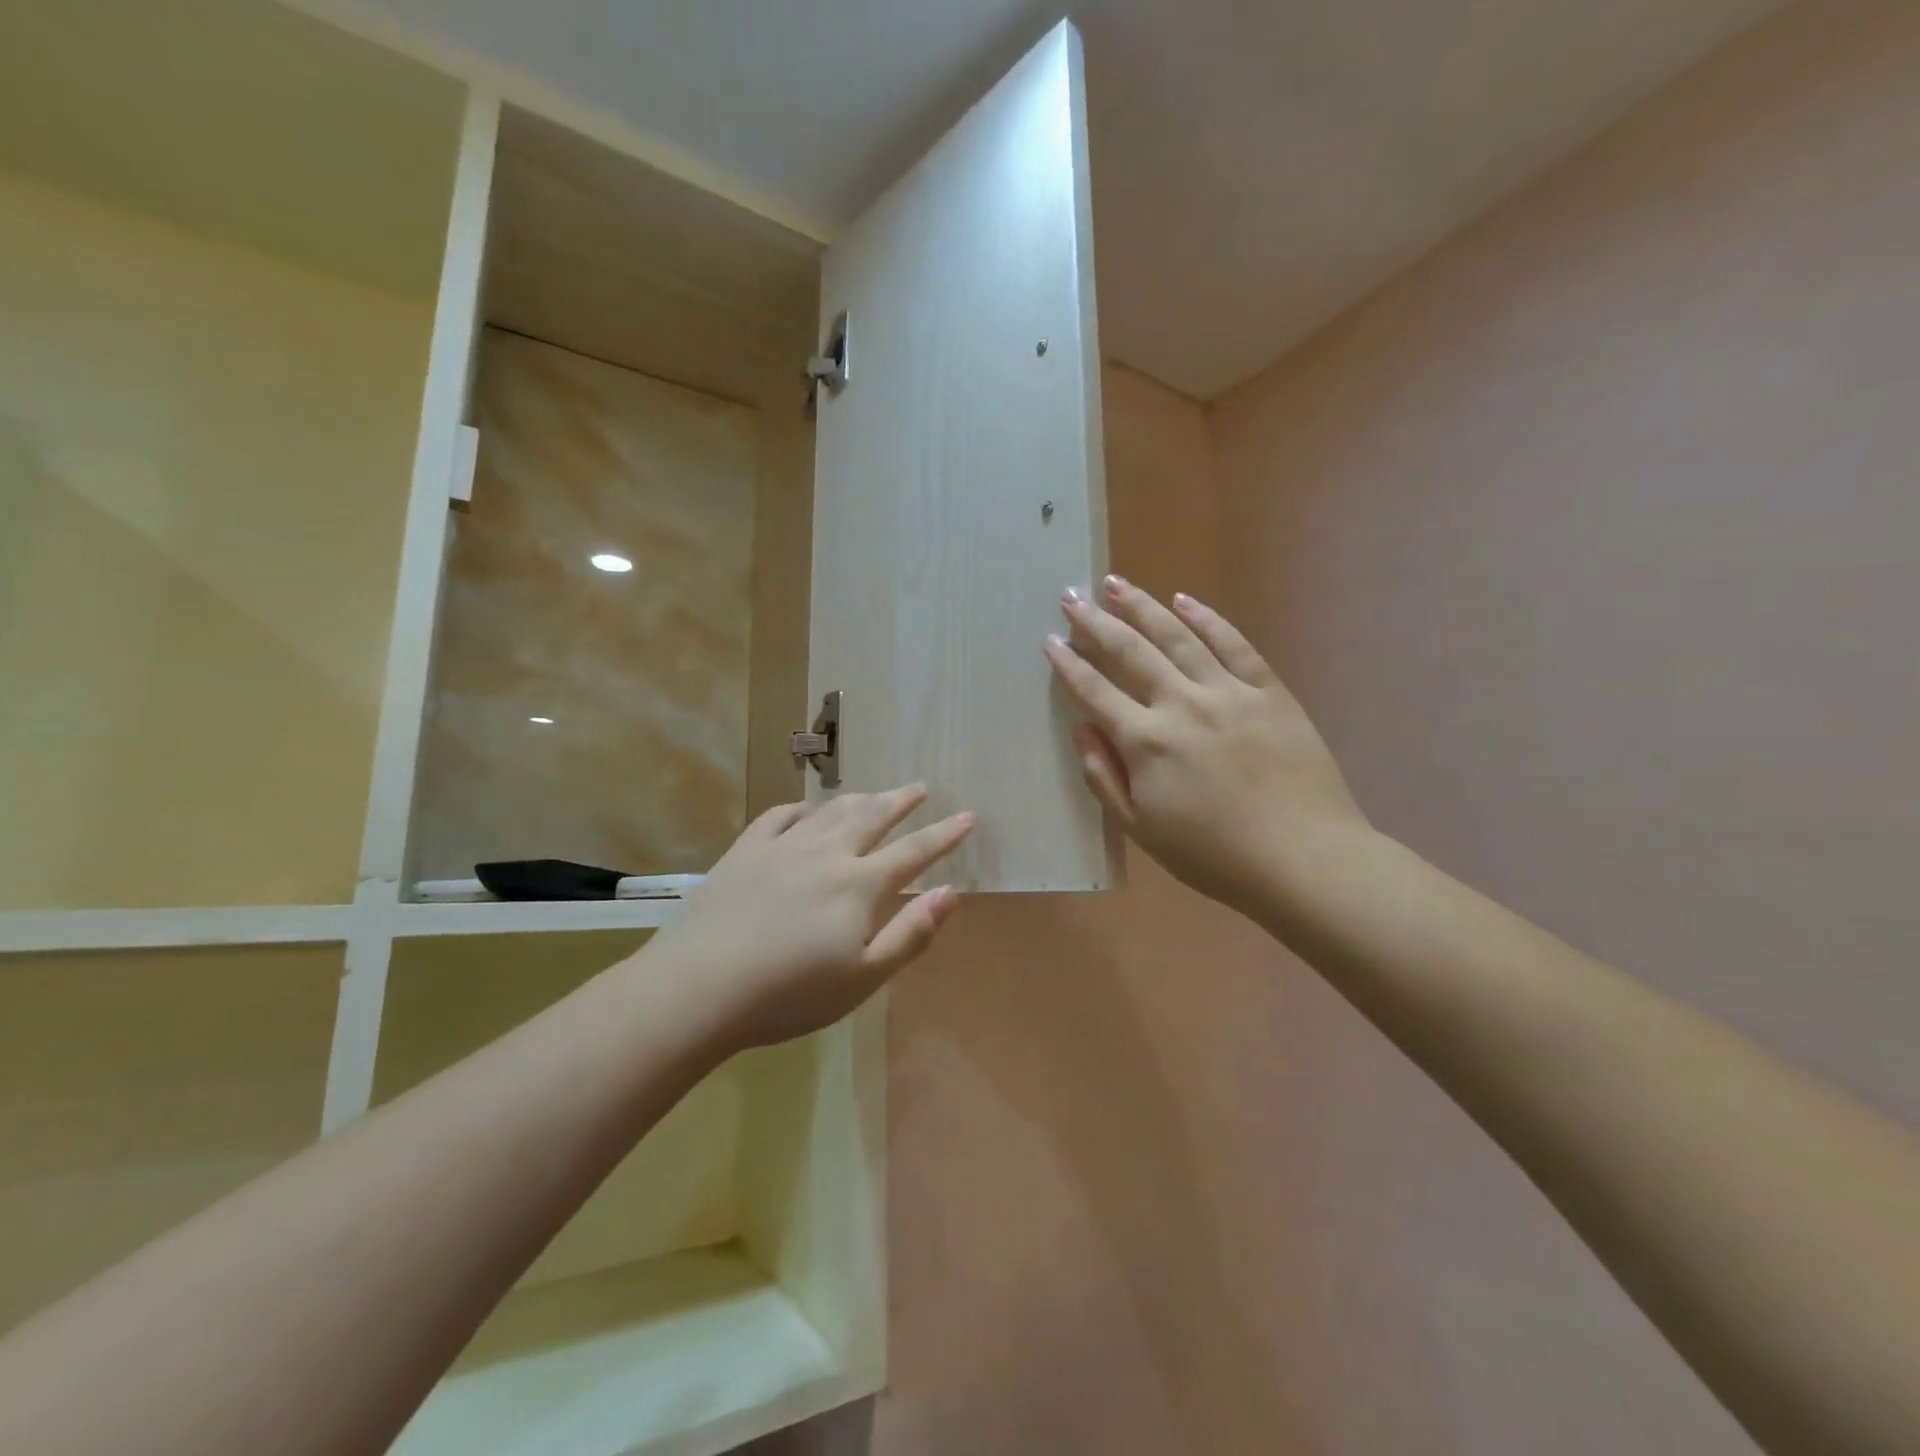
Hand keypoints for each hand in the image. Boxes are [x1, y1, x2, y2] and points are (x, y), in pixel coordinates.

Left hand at [647, 786, 974, 1049]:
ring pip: (831, 811)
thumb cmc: (789, 994)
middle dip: (901, 801)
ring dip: (859, 798)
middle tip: (920, 787)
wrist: (699, 986)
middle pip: (873, 817)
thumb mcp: (863, 978)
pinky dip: (801, 808)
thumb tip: (951, 893)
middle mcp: (827, 854)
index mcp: (860, 885)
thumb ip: (910, 934)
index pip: (914, 852)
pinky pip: (780, 816)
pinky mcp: (745, 851)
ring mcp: (783, 847)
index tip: (967, 816)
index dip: (944, 834)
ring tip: (876, 793)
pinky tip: (806, 808)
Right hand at [1044, 576, 1370, 919]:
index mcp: (1146, 742)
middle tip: (1072, 596)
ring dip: (1143, 607)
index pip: (1096, 692)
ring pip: (1178, 637)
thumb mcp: (1142, 829)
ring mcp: (1229, 692)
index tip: (1050, 640)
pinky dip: (1208, 619)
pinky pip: (1234, 644)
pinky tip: (1186, 600)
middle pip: (1131, 652)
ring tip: (1115, 584)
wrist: (1304, 858)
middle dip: (1096, 622)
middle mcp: (1182, 704)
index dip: (1069, 665)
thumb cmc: (1213, 854)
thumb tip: (1080, 729)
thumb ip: (1104, 776)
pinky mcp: (1269, 691)